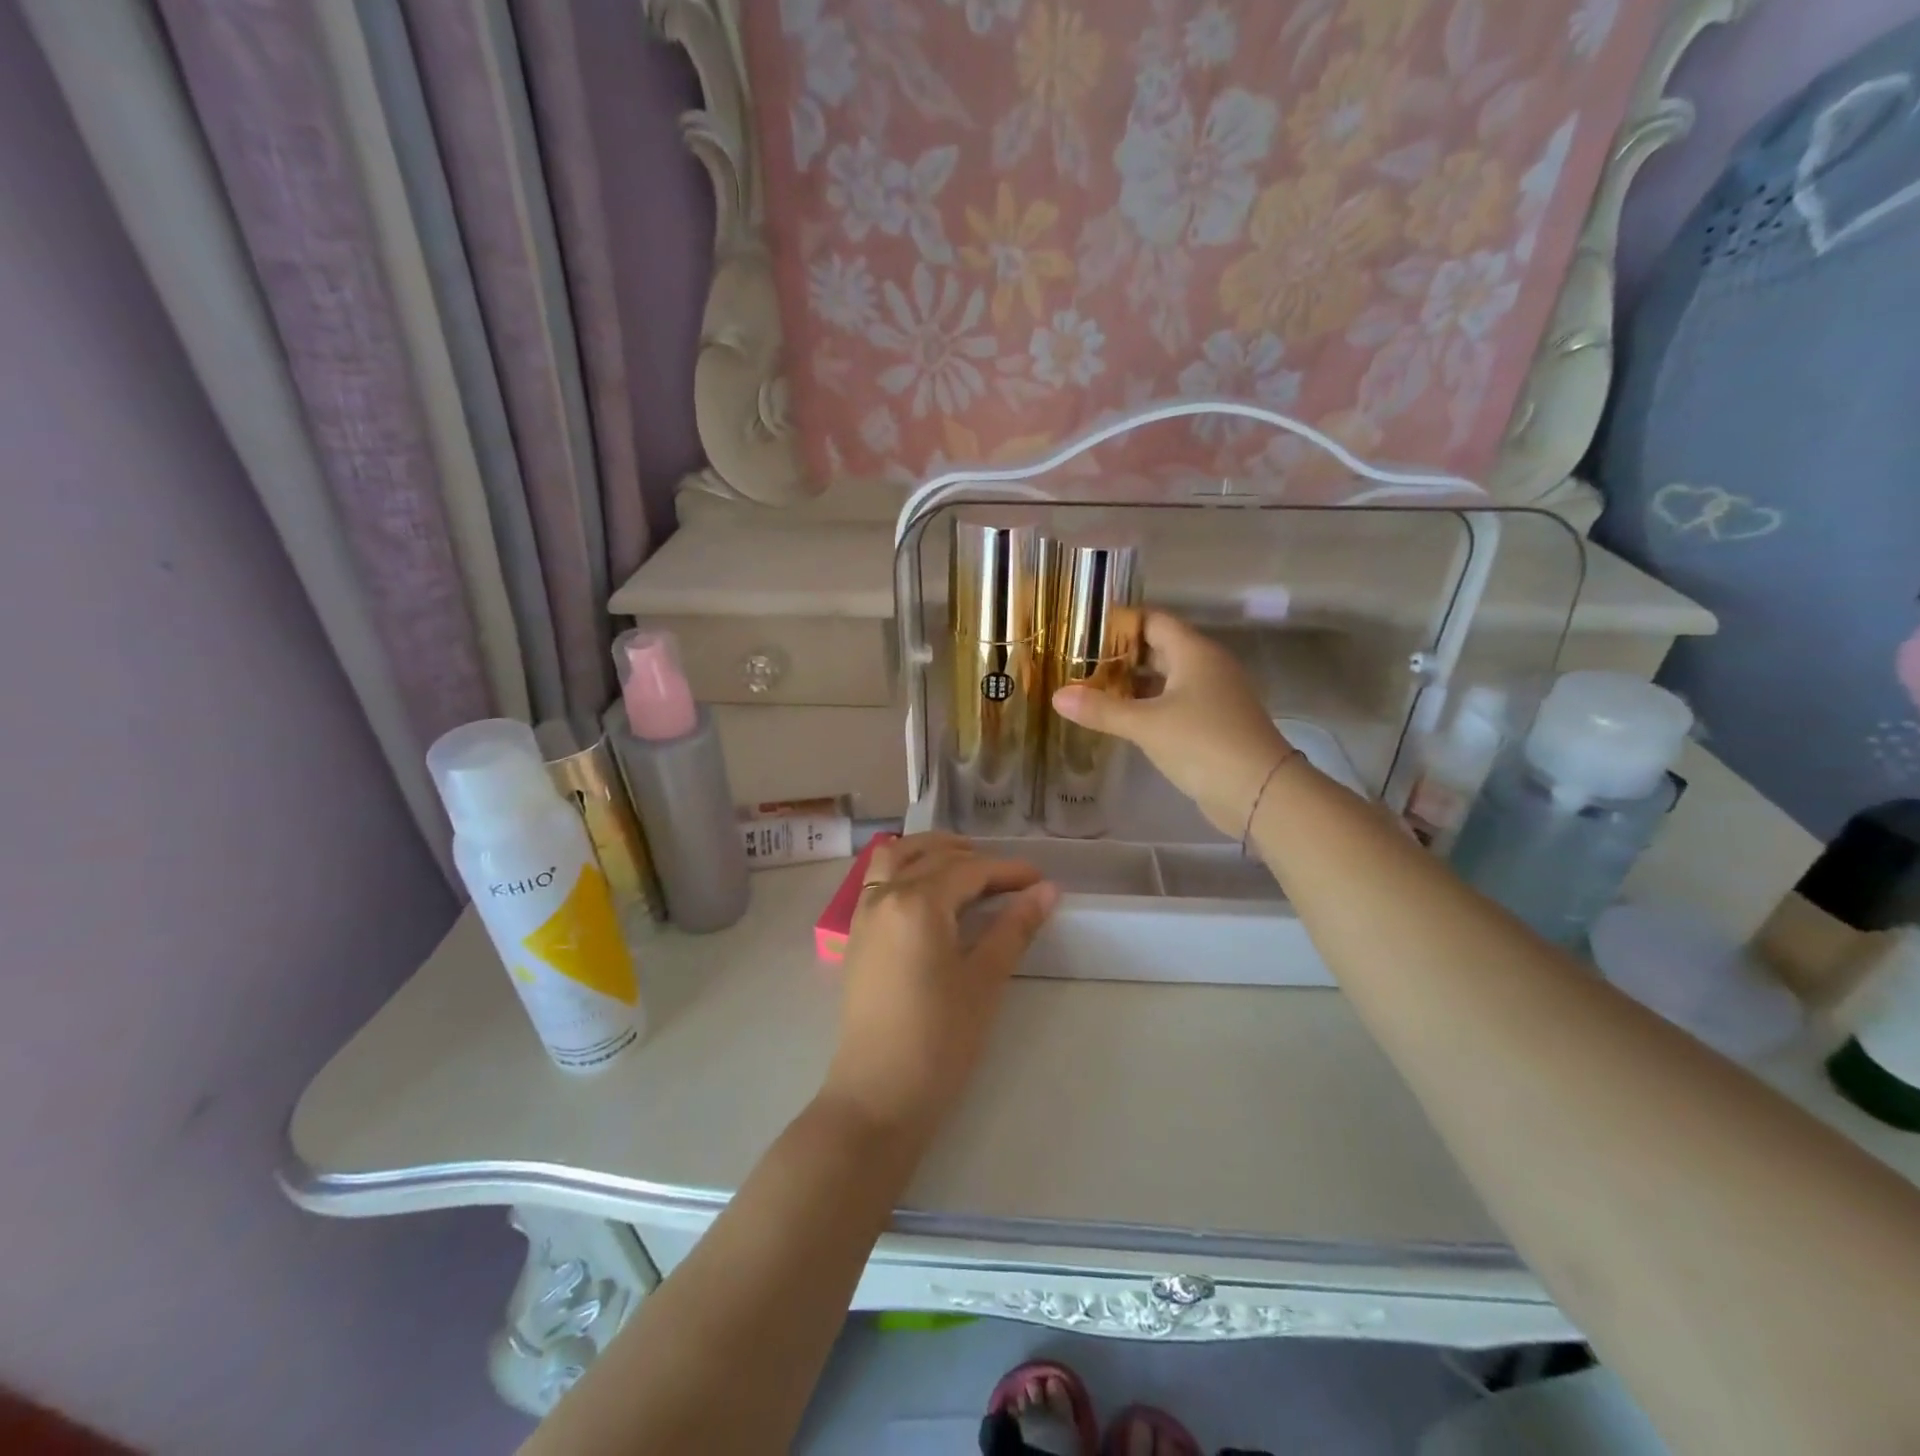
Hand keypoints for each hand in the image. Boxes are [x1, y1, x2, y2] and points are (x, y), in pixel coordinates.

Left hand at [822, 835, 1058, 1143]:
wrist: (878, 1095)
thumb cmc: (939, 1039)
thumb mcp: (985, 980)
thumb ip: (1014, 927)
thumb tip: (1047, 890)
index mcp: (918, 901)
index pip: (970, 870)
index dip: (1009, 871)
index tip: (1041, 880)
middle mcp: (885, 895)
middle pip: (933, 857)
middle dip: (975, 859)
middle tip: (1010, 879)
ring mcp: (864, 914)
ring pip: (896, 858)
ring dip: (931, 852)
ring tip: (965, 866)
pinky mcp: (856, 935)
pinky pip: (879, 880)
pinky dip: (905, 868)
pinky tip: (928, 891)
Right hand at [1052, 612, 1298, 839]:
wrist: (1260, 792)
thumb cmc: (1202, 743)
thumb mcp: (1146, 725)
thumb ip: (1101, 710)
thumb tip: (1058, 696)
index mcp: (1194, 653)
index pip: (1153, 621)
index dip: (1120, 623)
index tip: (1083, 631)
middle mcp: (1206, 667)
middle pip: (1158, 649)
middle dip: (1120, 656)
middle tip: (1079, 664)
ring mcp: (1213, 697)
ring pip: (1166, 680)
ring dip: (1133, 685)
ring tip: (1092, 691)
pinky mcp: (1213, 724)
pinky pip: (1174, 704)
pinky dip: (1148, 707)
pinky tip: (1122, 720)